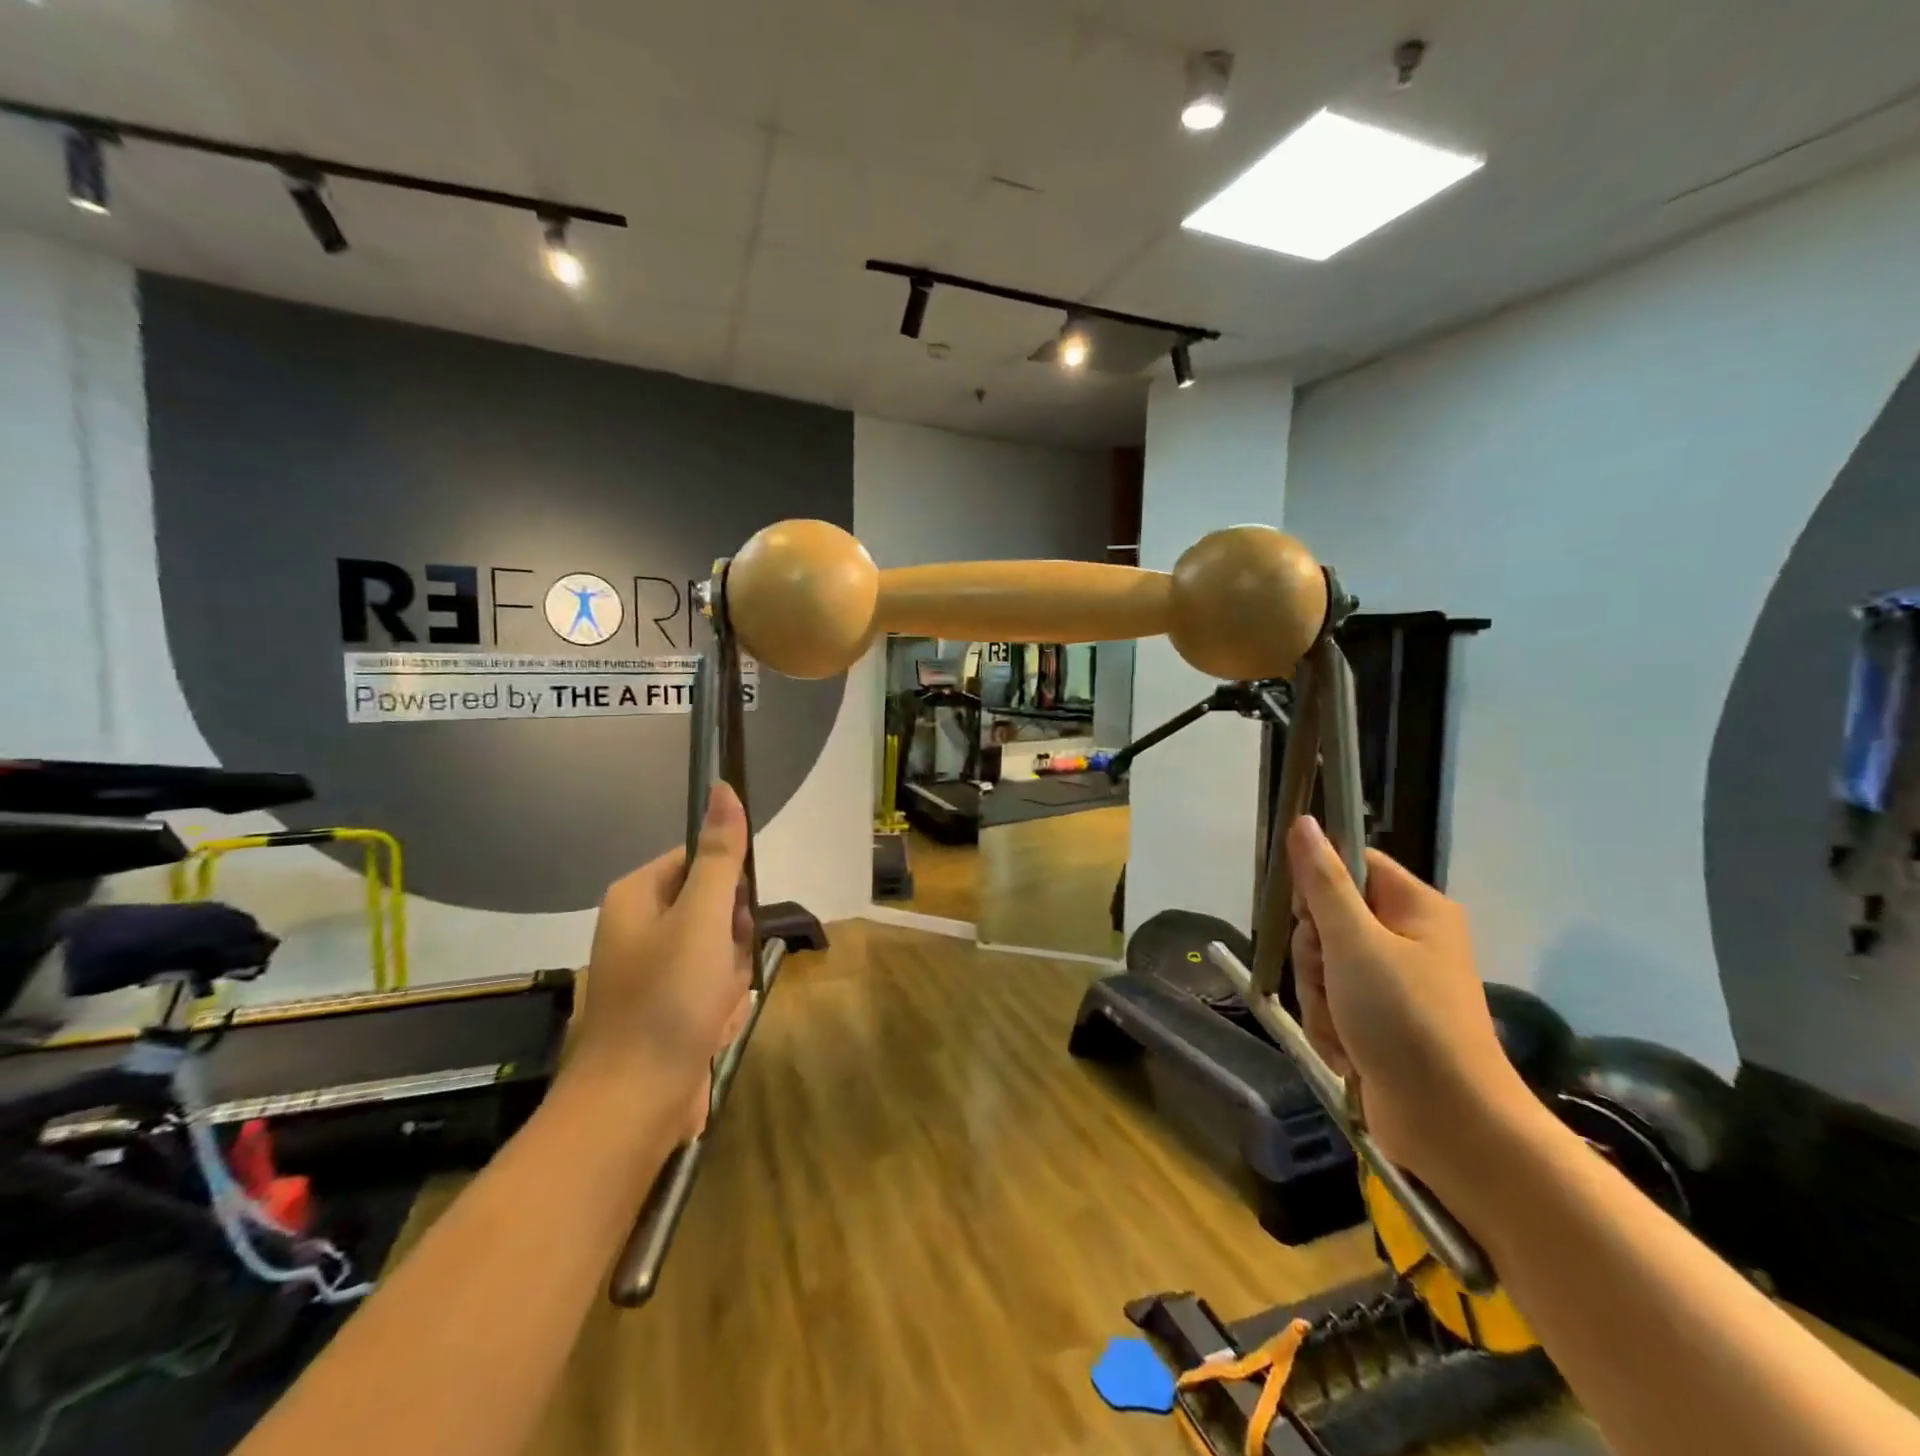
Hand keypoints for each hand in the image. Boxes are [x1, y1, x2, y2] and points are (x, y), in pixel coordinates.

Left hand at [567, 783, 754, 1136]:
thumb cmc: (668, 999)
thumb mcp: (702, 918)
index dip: (729, 889)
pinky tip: (710, 1029)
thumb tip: (722, 787)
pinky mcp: (665, 1006)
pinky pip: (711, 987)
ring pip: (721, 951)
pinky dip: (719, 1006)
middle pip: (716, 907)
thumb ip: (720, 855)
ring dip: (730, 978)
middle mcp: (639, 925)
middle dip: (732, 941)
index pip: (701, 860)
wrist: (635, 1103)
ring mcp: (651, 969)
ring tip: (714, 1007)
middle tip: (721, 970)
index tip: (732, 921)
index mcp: (637, 895)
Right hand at [1287, 815, 1531, 1189]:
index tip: (1309, 918)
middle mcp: (1407, 938)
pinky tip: (1346, 1050)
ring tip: (1342, 1027)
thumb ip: (1323, 882)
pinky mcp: (1381, 1019)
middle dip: (1315, 956)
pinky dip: (1330, 1024)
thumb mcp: (1354, 944)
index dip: (1319, 886)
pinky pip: (1333, 1002)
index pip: (1351, 864)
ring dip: (1318, 996)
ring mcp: (1394, 982)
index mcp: (1415, 908)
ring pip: (1323, 964)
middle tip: (1330, 980)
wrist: (1452, 1126)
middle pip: (1328, 918)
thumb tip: (1304, 821)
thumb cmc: (1406, 1021)